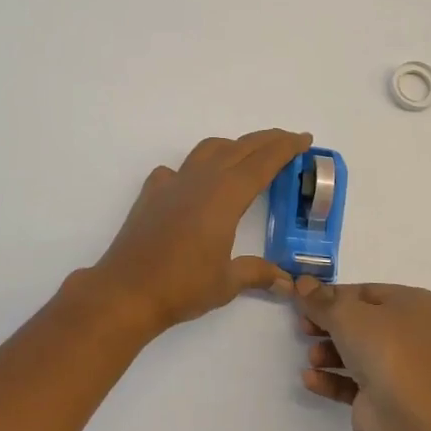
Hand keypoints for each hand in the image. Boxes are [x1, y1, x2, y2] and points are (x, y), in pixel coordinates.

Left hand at [89, 129, 311, 336]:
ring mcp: (172, 183)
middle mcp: (200, 180)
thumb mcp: (226, 283)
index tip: (304, 139)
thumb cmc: (182, 286)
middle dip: (266, 141)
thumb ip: (256, 274)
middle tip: (288, 140)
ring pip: (208, 150)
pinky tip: (194, 185)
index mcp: (225, 196)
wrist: (126, 291)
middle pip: (239, 148)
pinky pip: (177, 170)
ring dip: (232, 146)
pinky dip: (194, 168)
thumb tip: (286, 282)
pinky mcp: (151, 194)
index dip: (285, 148)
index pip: (262, 162)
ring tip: (246, 156)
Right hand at [296, 280, 430, 430]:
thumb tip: (302, 283)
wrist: (409, 419)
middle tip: (303, 327)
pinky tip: (310, 379)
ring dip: (329, 353)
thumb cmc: (385, 349)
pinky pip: (356, 382)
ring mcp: (405, 369)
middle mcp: (416, 335)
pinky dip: (333, 379)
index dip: (334, 295)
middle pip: (362, 322)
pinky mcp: (390, 399)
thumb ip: (320, 299)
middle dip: (329, 326)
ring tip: (312, 358)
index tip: (305, 300)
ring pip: (359, 353)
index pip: (368, 292)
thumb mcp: (345, 314)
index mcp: (418, 305)